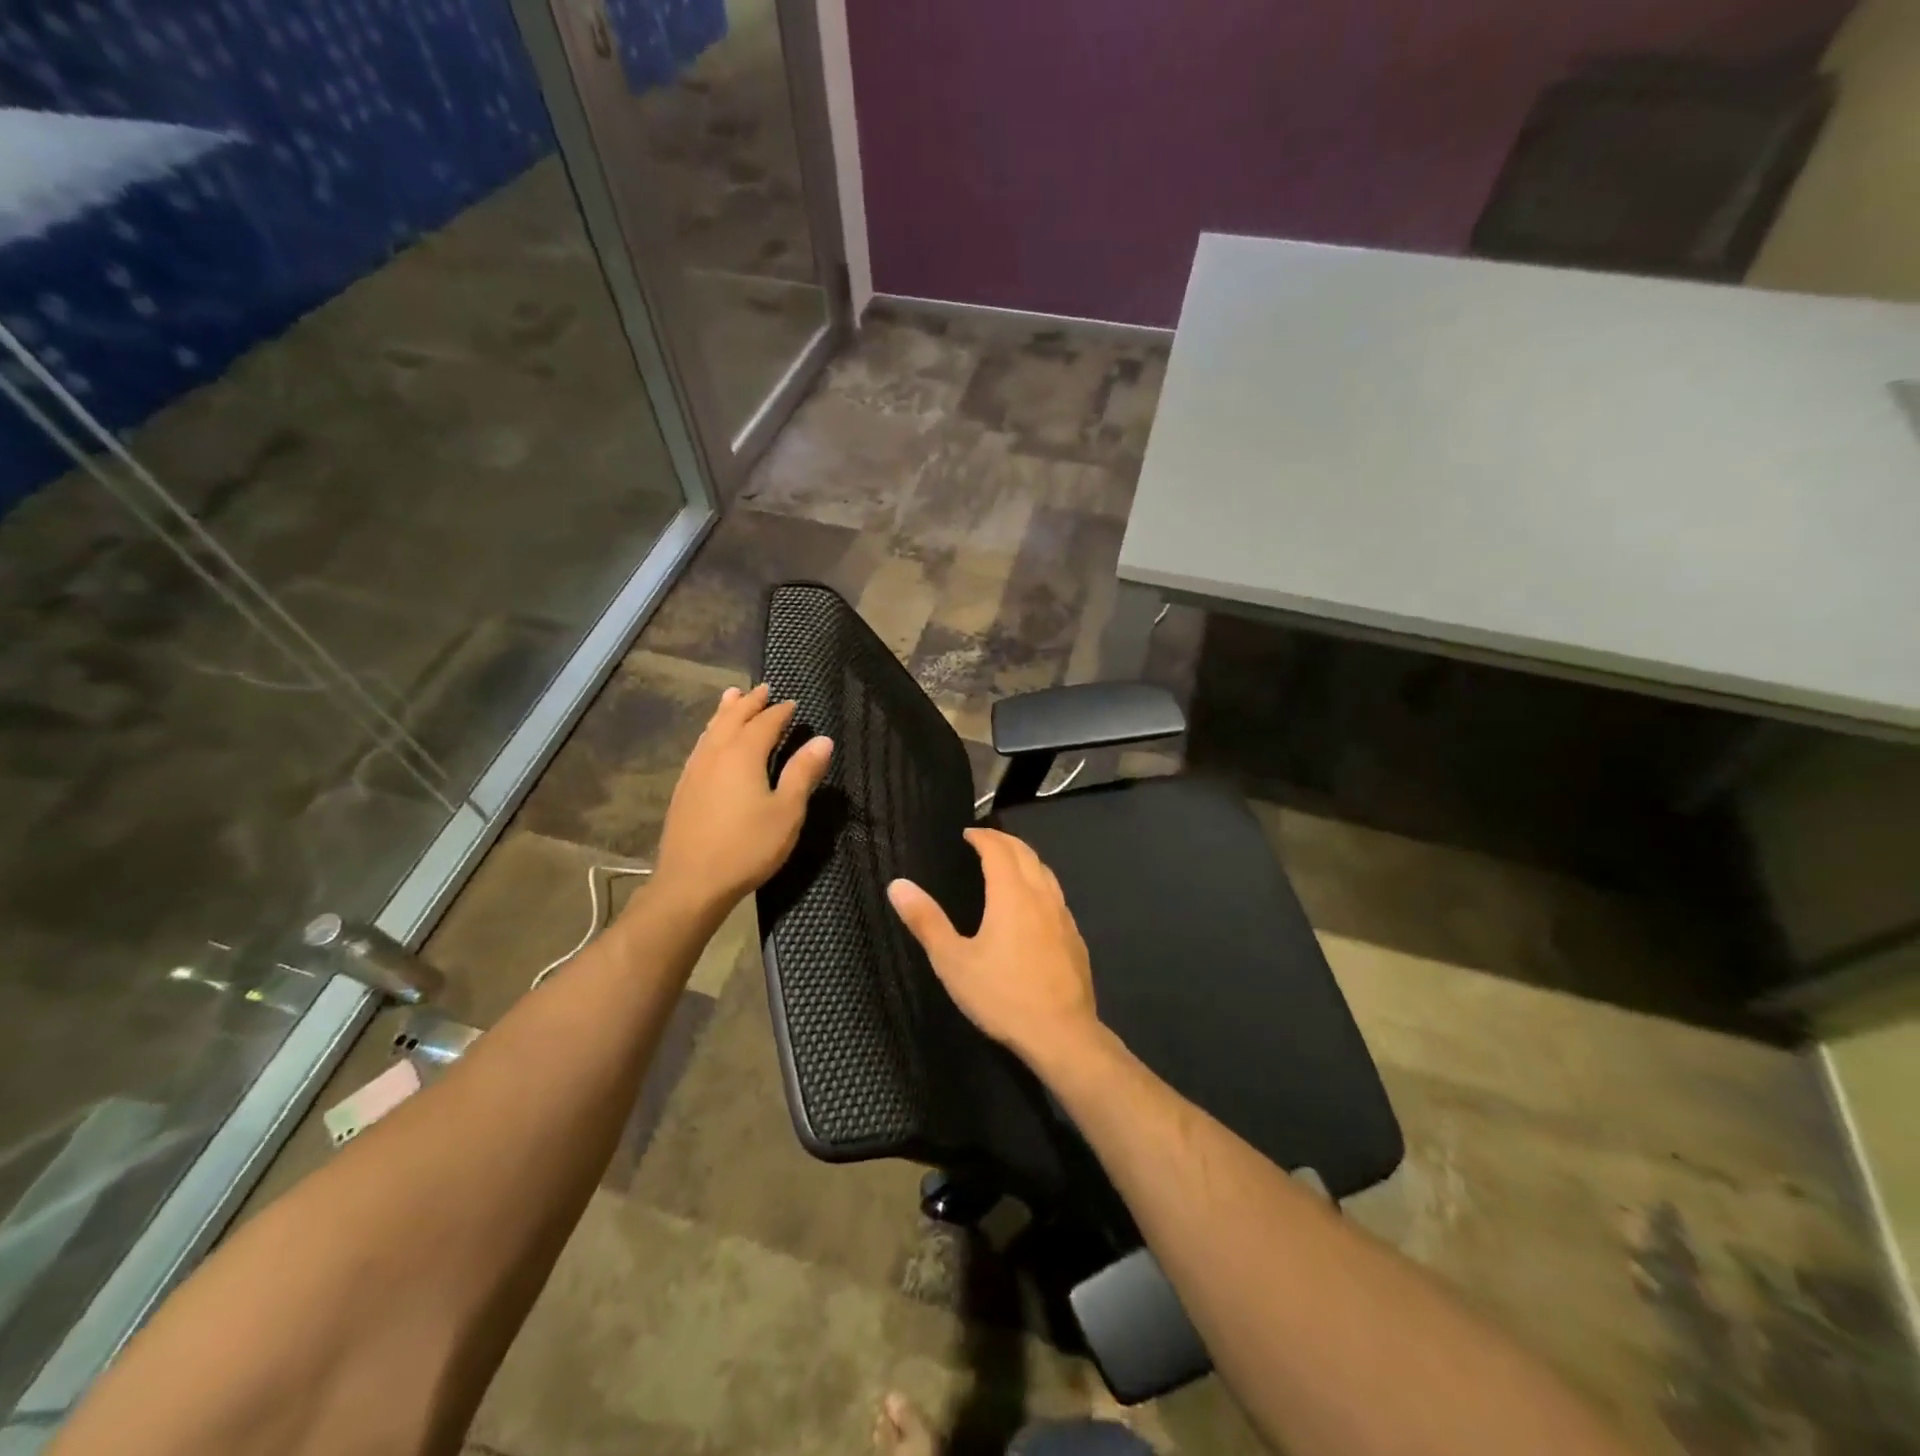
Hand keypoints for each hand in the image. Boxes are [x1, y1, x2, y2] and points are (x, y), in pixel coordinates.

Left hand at [649, 684, 832, 916]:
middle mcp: (715, 753)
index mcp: (743, 754)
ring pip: (711, 729)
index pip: (765, 722)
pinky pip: (700, 746)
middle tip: (763, 689)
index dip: (781, 712)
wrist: (691, 883)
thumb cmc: (747, 847)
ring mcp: (695, 770)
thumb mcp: (787, 812)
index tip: (793, 703)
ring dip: (725, 711)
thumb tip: (823, 740)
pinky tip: (711, 741)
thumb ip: (803, 773)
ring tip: (732, 697)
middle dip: (749, 702)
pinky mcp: (684, 788)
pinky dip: (711, 732)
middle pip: (732, 717)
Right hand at [887, 828, 1098, 1066]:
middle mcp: (1041, 895)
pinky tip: (1033, 904)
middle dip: (1004, 841)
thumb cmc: (1002, 996)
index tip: (967, 834)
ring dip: (1025, 859)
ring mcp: (1063, 916)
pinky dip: (1040, 882)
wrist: (1062, 1033)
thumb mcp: (953, 961)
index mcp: (1011, 894)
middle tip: (985, 840)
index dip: (982, 837)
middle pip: (1026, 853)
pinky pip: (1056, 895)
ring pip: (1045, 872)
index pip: (998, 849)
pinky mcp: (1075, 937)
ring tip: (1008, 863)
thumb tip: (898, 884)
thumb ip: (926, 920)